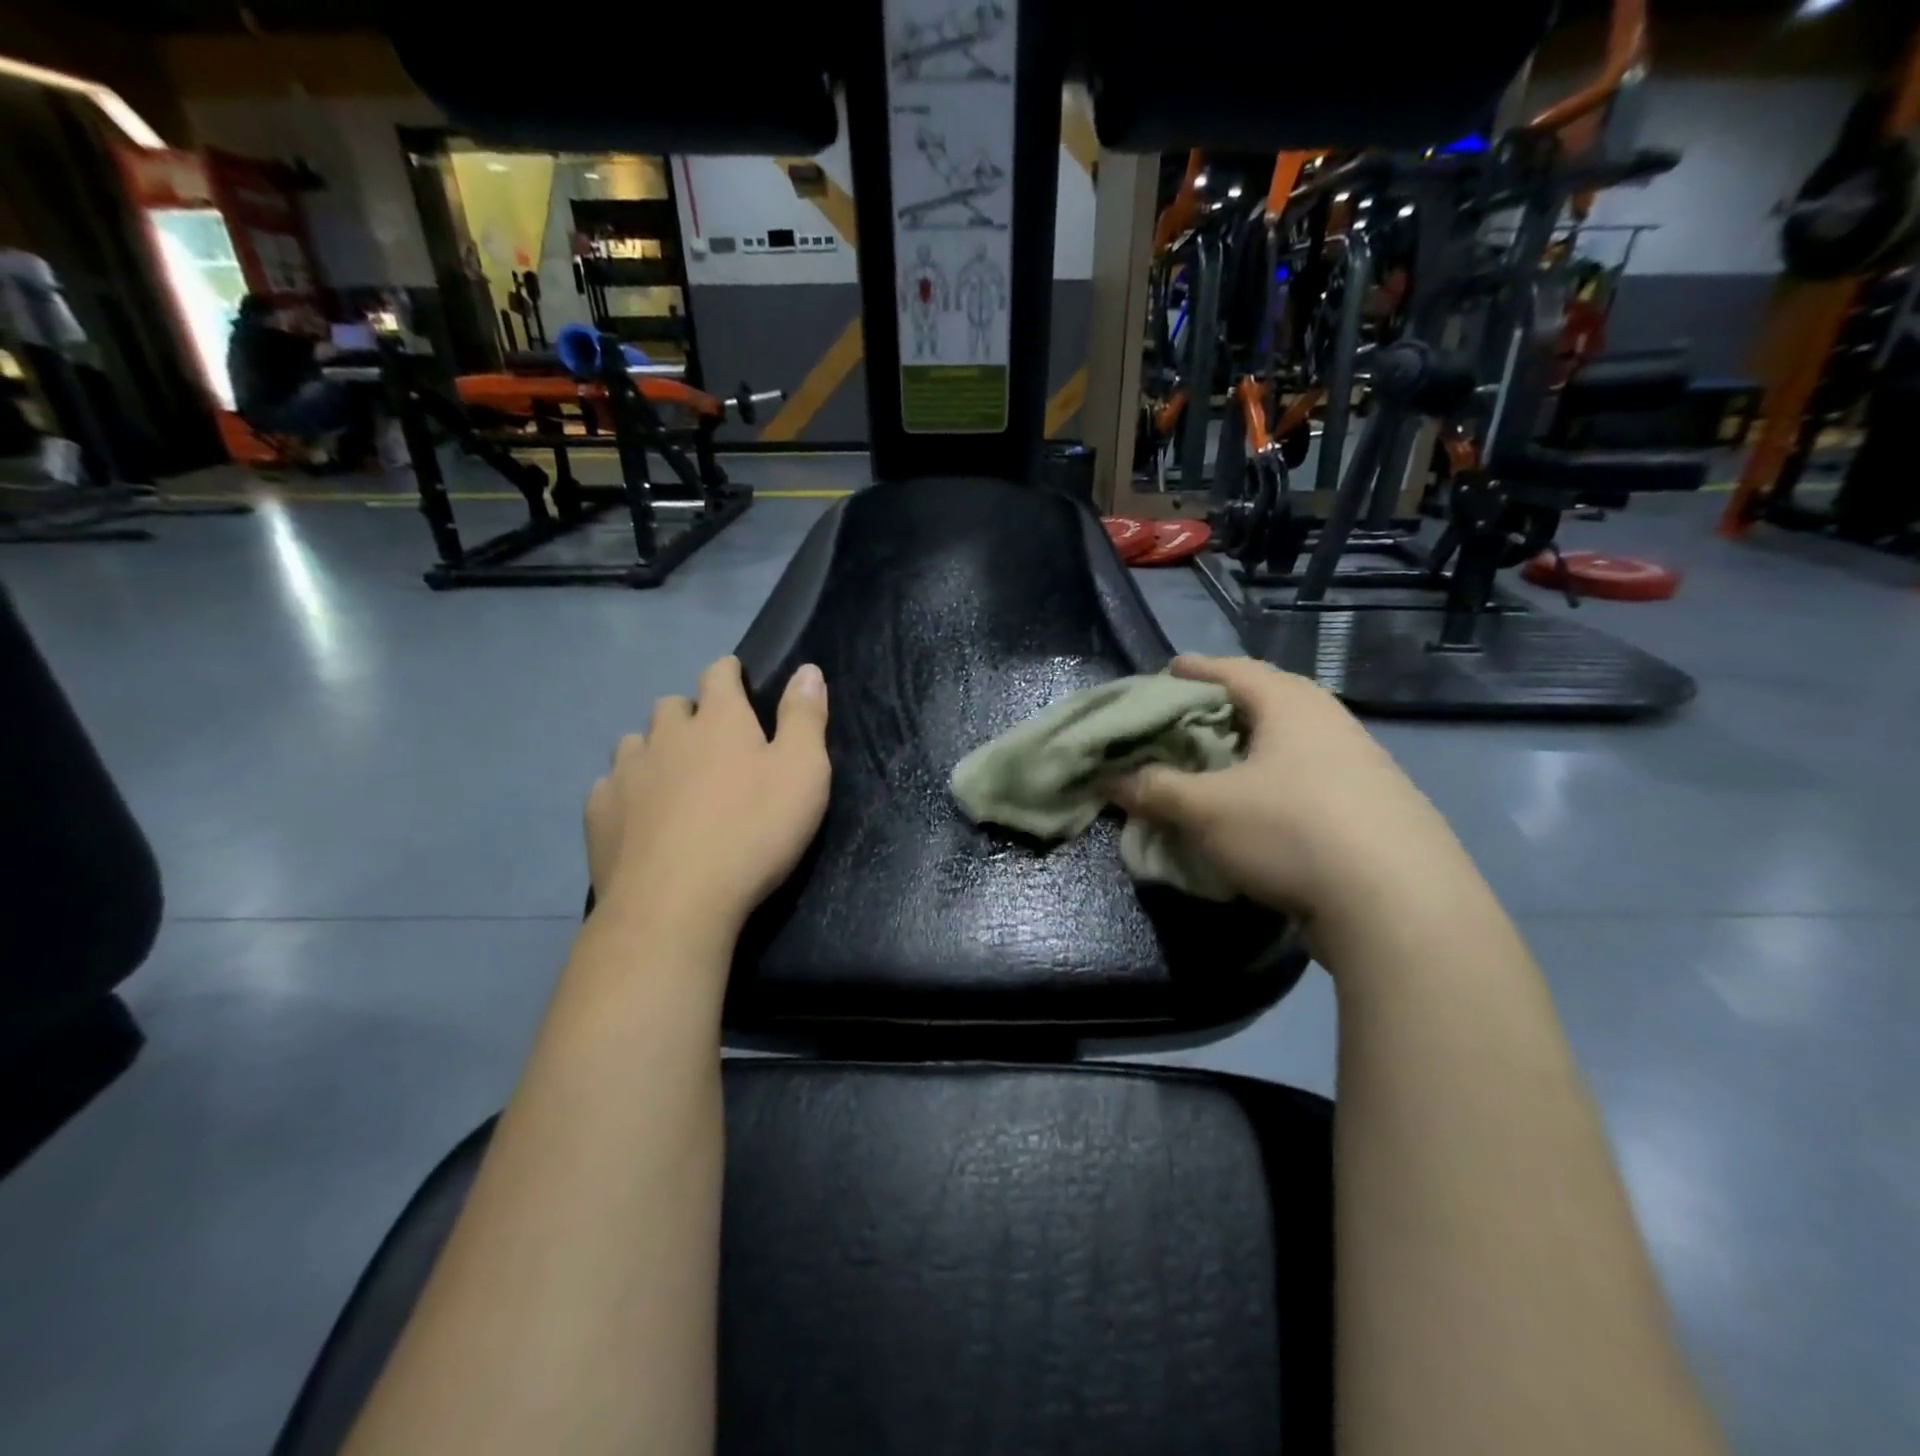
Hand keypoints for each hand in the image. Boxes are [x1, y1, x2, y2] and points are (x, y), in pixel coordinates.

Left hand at [585, 657, 829, 945]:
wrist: (676, 903)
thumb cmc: (754, 832)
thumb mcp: (803, 773)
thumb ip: (805, 717)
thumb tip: (808, 669)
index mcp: (719, 720)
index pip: (719, 674)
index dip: (730, 673)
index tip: (738, 681)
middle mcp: (666, 734)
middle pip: (673, 706)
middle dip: (691, 715)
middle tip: (712, 744)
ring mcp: (626, 772)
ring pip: (636, 743)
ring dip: (655, 750)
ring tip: (672, 779)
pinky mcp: (599, 811)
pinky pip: (611, 785)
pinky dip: (627, 791)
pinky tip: (639, 816)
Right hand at [1109, 656, 1467, 932]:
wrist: (1400, 904)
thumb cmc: (1291, 831)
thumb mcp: (1207, 810)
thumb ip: (1155, 790)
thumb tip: (1111, 780)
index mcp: (1289, 704)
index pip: (1231, 670)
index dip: (1193, 670)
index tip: (1165, 672)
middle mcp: (1329, 721)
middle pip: (1264, 701)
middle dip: (1221, 709)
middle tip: (1183, 722)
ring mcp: (1359, 762)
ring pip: (1288, 742)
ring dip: (1249, 749)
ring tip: (1216, 764)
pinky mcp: (1373, 805)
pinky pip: (1307, 776)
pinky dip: (1273, 781)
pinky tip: (1260, 808)